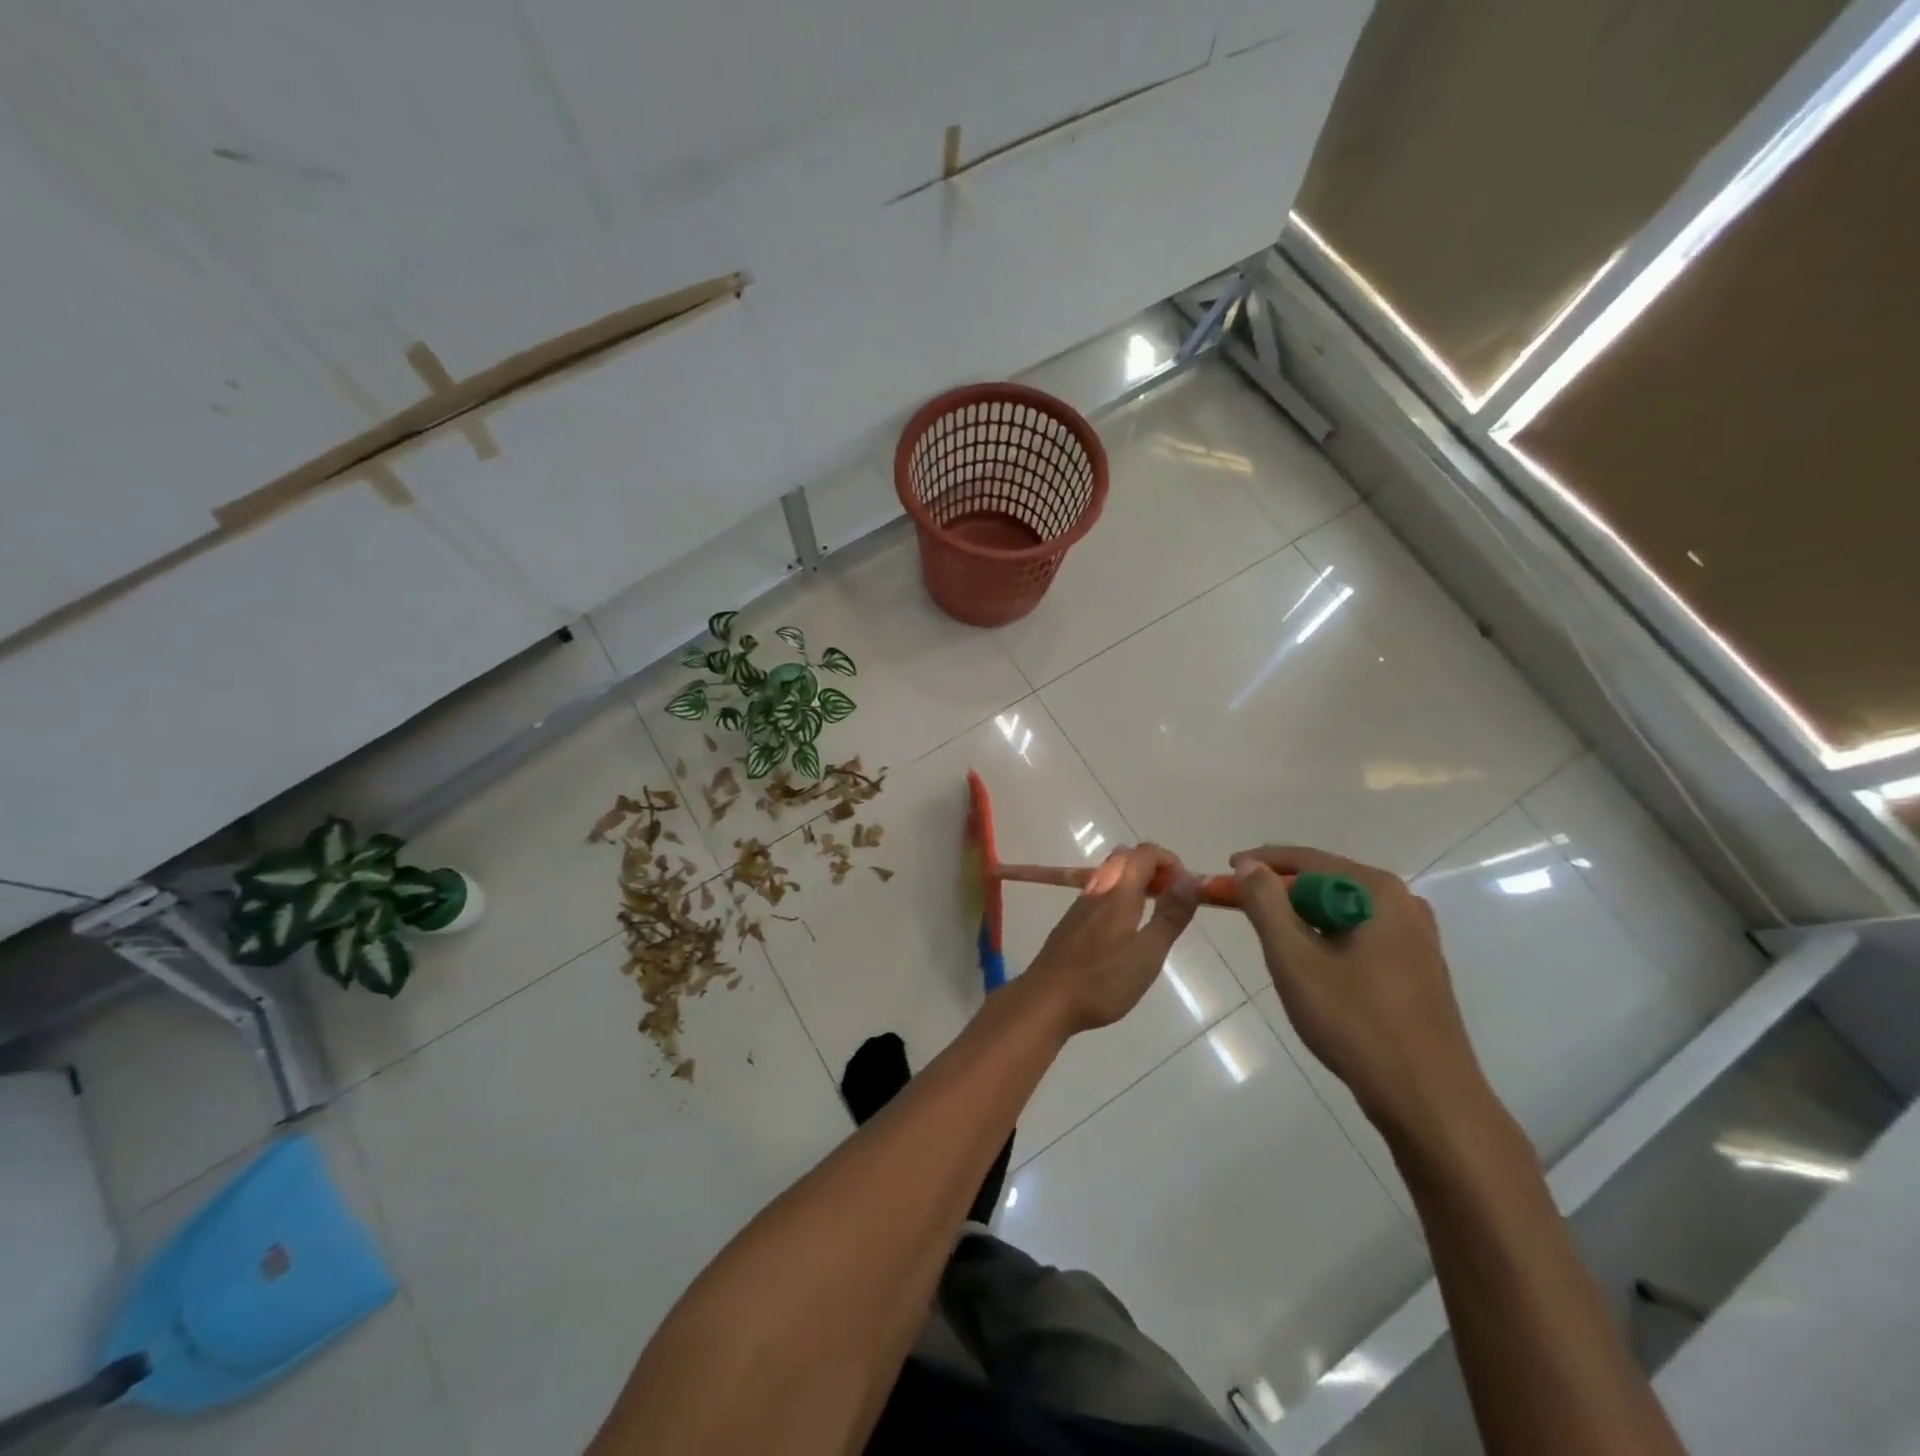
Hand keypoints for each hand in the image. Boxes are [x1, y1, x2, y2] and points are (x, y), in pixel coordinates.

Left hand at [1023, 845, 1199, 1033]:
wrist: (1046, 999)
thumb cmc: (1102, 981)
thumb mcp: (1147, 953)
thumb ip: (1170, 916)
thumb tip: (1189, 880)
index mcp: (1119, 892)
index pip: (1146, 852)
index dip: (1171, 862)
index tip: (1186, 890)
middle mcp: (1097, 889)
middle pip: (1126, 857)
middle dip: (1153, 868)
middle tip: (1171, 900)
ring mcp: (1080, 904)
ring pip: (1110, 874)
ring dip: (1136, 882)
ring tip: (1153, 915)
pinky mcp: (1071, 921)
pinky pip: (1099, 893)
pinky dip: (1120, 896)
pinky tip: (1125, 931)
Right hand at [1230, 846, 1496, 1149]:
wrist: (1428, 1100)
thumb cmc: (1355, 1021)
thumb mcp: (1294, 958)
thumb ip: (1266, 903)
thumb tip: (1248, 865)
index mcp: (1377, 891)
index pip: (1306, 859)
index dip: (1260, 863)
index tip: (1224, 872)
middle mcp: (1404, 904)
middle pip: (1326, 882)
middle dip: (1280, 891)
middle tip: (1241, 905)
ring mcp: (1416, 939)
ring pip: (1343, 912)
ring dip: (1302, 917)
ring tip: (1270, 936)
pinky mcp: (1418, 970)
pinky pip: (1360, 936)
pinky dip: (1327, 939)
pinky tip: (1311, 965)